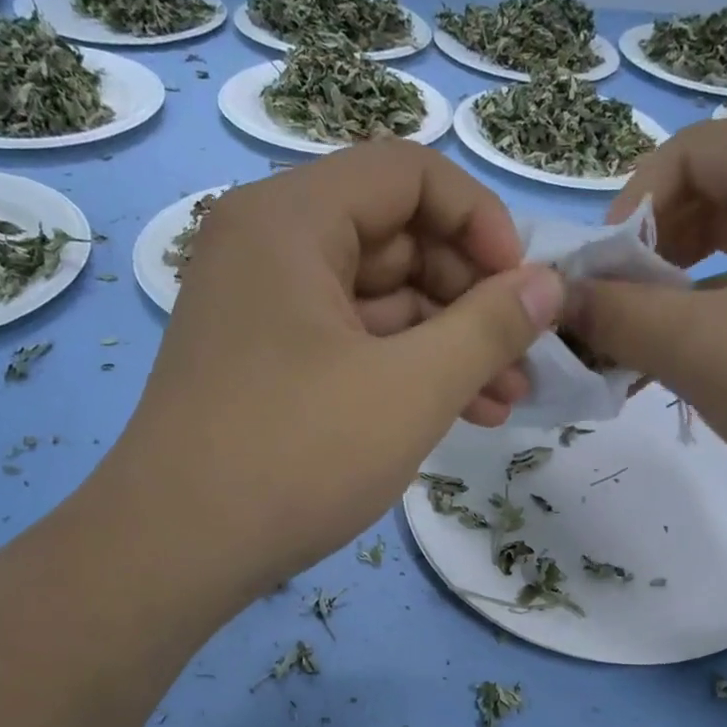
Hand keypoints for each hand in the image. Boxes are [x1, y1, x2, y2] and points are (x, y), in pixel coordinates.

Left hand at [102, 141, 564, 600]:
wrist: (176, 552)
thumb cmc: (295, 456)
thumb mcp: (411, 389)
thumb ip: (490, 326)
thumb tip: (550, 284)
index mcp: (291, 220)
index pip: (409, 175)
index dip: (481, 222)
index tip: (524, 288)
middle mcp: (269, 247)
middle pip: (397, 238)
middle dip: (472, 298)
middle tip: (524, 359)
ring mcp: (264, 309)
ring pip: (380, 300)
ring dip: (448, 344)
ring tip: (506, 400)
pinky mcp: (266, 363)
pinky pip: (351, 342)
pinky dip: (404, 370)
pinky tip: (459, 413)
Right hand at [567, 117, 726, 531]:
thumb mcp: (704, 346)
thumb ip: (616, 314)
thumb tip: (554, 299)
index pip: (694, 153)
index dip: (629, 211)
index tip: (595, 282)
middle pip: (718, 202)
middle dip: (651, 262)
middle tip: (613, 322)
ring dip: (680, 302)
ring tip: (641, 358)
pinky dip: (722, 328)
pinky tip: (693, 377)